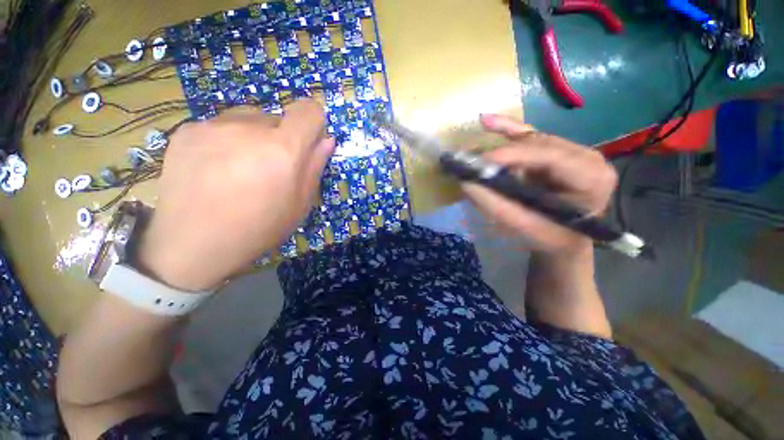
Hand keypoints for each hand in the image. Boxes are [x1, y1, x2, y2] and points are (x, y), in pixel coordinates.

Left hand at [138, 100, 333, 290]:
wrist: (194, 243)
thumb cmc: (259, 227)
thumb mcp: (300, 203)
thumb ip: (315, 166)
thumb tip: (327, 140)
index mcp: (283, 149)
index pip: (308, 110)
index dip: (314, 122)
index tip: (309, 141)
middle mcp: (249, 127)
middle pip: (278, 117)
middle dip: (282, 138)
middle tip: (271, 168)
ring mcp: (213, 125)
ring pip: (248, 118)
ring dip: (254, 136)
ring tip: (241, 168)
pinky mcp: (187, 130)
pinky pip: (220, 126)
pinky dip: (227, 140)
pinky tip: (216, 168)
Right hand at [462, 114, 616, 255]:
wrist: (564, 241)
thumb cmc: (549, 238)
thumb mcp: (525, 226)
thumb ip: (496, 205)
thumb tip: (466, 183)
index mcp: (592, 178)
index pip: (550, 157)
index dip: (514, 155)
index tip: (481, 161)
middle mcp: (587, 157)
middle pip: (538, 145)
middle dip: (502, 151)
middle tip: (472, 160)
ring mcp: (572, 151)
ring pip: (530, 140)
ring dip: (499, 144)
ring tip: (472, 151)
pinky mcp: (557, 151)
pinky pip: (530, 137)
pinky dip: (507, 131)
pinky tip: (488, 122)